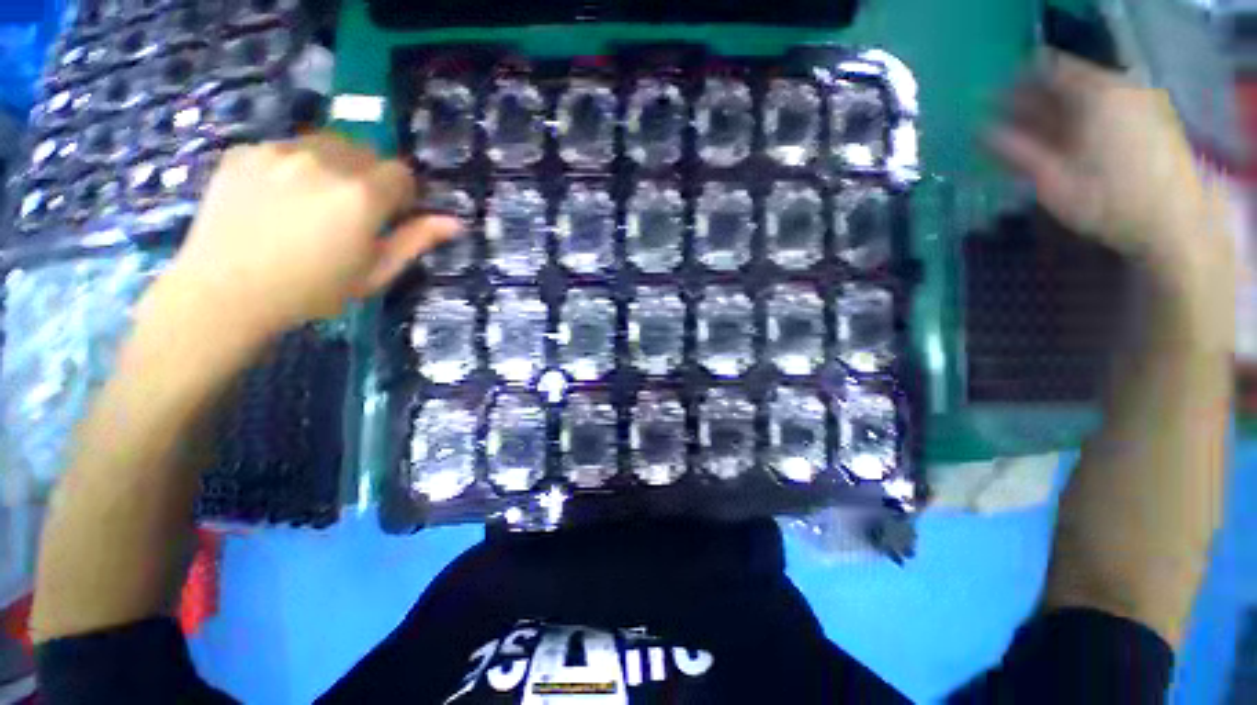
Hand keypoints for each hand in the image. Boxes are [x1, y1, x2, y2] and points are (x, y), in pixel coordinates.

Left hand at [164, 133, 460, 336]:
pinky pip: (285, 147)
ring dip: (333, 165)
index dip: (402, 195)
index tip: (389, 216)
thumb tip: (455, 222)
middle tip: (352, 209)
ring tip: (315, 200)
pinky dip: (293, 165)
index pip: (401, 173)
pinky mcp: (244, 151)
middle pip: (365, 151)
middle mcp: (323, 162)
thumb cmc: (313, 291)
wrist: (225, 293)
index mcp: (361, 195)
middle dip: (369, 176)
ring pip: (325, 143)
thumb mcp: (375, 273)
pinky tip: (277, 197)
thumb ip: (415, 241)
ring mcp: (279, 151)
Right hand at [989, 53, 1232, 291]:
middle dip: (1034, 102)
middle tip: (1005, 125)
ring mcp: (1140, 104)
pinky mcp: (1153, 123)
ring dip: (1056, 115)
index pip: (1047, 70)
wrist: (1177, 226)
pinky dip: (1082, 122)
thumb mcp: (1054, 181)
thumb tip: (981, 133)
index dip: (1016, 85)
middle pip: (1068, 83)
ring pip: (1087, 98)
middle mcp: (1120, 89)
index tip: (991, 104)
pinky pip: (1107, 110)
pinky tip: (1067, 145)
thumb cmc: (1111, 203)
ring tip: (1029, 139)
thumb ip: (1016, 152)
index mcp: (1096, 95)